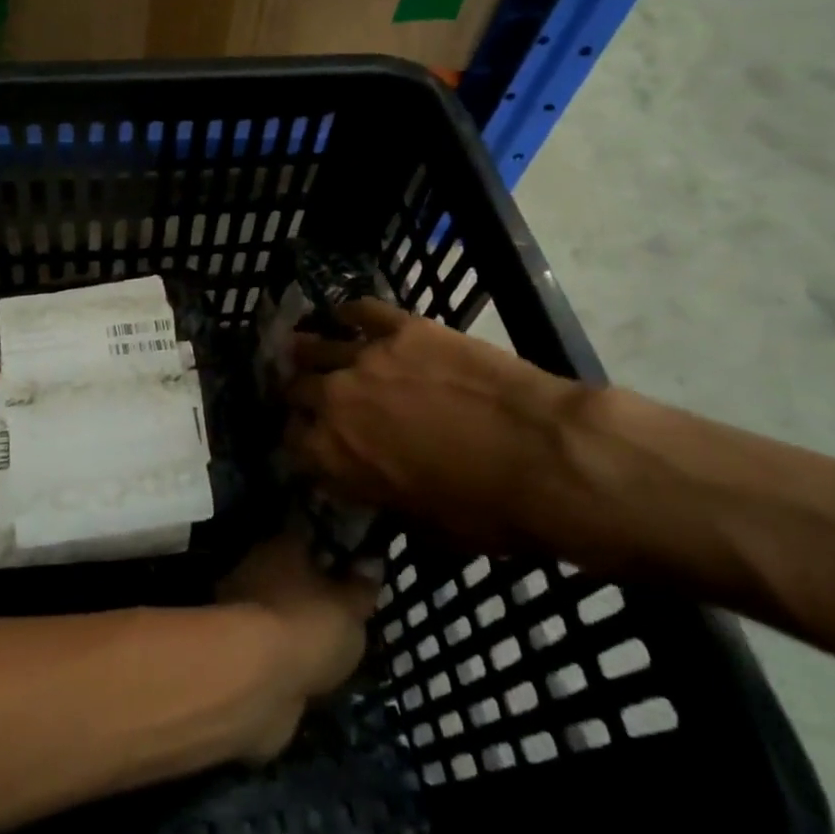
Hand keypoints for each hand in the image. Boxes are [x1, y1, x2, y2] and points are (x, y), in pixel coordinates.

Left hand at [216, 532, 377, 761]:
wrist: (252, 680)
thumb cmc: (306, 625)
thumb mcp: (350, 606)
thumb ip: (362, 586)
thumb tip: (371, 562)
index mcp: (281, 544)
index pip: (309, 535)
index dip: (334, 550)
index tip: (356, 566)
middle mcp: (256, 566)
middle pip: (291, 572)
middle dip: (315, 590)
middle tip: (347, 611)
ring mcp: (240, 606)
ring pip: (280, 607)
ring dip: (299, 622)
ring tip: (332, 646)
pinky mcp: (235, 645)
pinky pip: (271, 641)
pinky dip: (287, 652)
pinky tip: (310, 668)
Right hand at [283, 299, 581, 549]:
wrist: (543, 454)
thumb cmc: (487, 507)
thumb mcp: (421, 523)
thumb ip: (377, 492)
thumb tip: (369, 479)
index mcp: (333, 455)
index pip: (292, 443)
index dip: (299, 442)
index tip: (310, 441)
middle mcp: (334, 400)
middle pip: (297, 389)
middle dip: (299, 395)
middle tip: (310, 395)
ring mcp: (366, 357)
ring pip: (315, 345)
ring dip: (306, 351)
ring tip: (304, 347)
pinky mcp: (402, 327)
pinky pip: (361, 310)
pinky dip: (348, 314)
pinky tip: (343, 316)